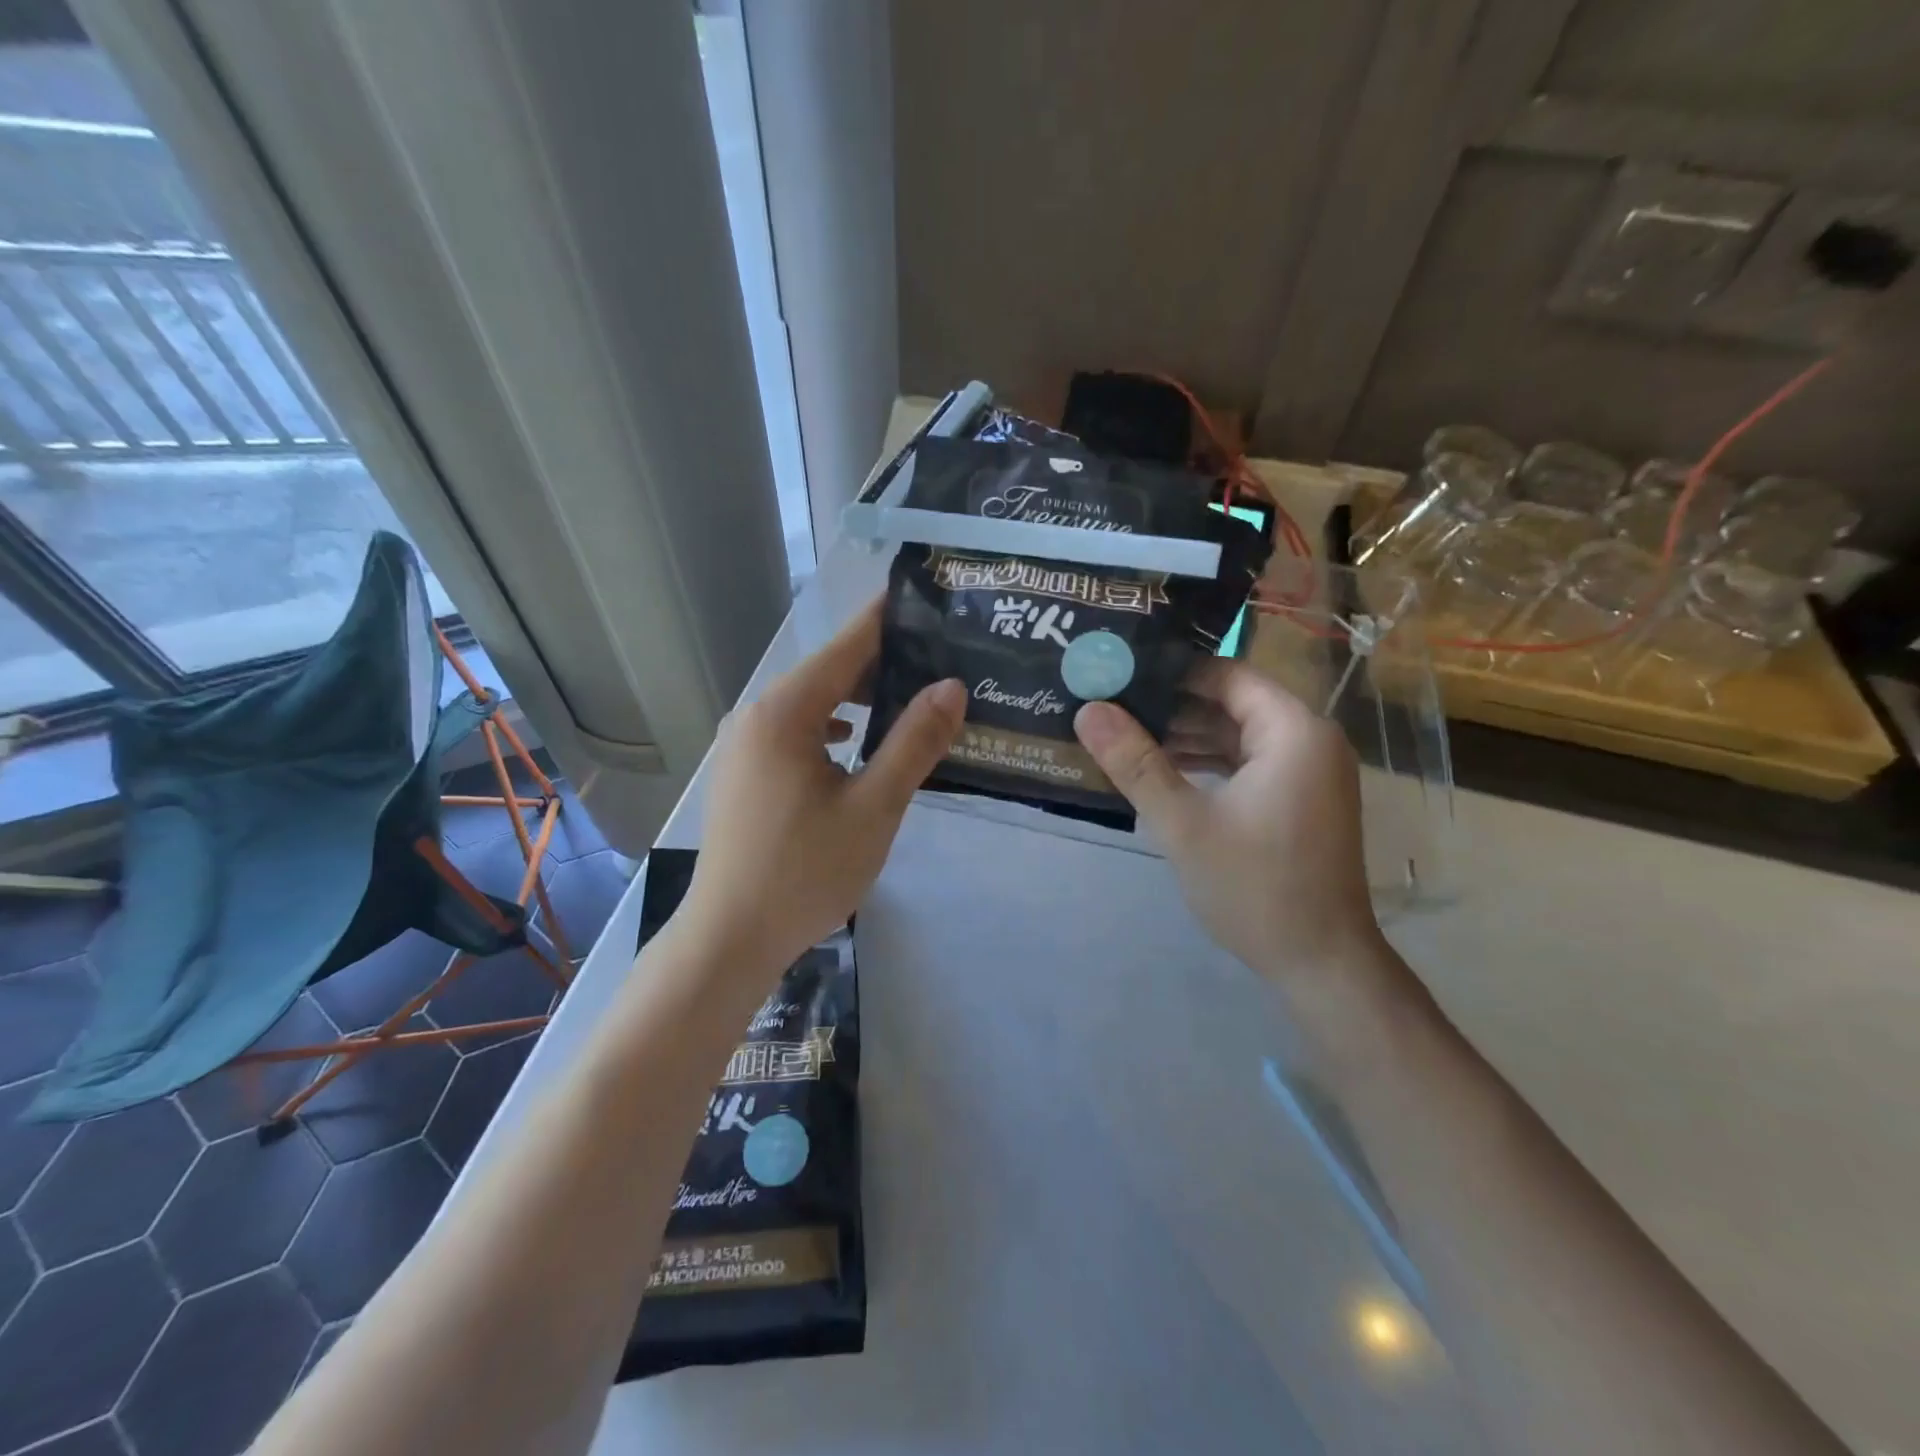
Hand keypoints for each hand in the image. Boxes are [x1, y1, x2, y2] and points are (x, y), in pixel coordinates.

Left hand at [684, 599, 964, 976]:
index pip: (846, 646)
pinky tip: (857, 746)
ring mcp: (743, 746)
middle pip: (827, 673)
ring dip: (857, 700)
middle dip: (881, 665)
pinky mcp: (742, 774)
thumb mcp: (873, 807)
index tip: (926, 598)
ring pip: (811, 705)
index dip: (887, 620)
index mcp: (785, 713)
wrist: (729, 938)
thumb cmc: (805, 872)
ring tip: (908, 702)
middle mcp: (756, 716)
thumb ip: (913, 742)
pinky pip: (795, 733)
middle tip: (938, 662)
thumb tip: (951, 686)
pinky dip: (831, 729)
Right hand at [1072, 661, 1385, 986]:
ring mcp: (1307, 771)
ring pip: (1236, 734)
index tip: (1118, 674)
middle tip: (1110, 705)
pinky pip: (1247, 763)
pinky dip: (1207, 763)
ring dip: (1185, 736)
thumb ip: (1135, 763)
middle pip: (1231, 702)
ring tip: (1122, 736)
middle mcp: (1308, 739)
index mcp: (1293, 730)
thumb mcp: (1184, 823)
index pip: (1226, 674)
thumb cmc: (1255, 886)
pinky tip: (1160, 770)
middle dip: (1171, 706)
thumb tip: (1088, 711)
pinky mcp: (1299, 799)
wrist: (1321, 962)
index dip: (1171, 671)